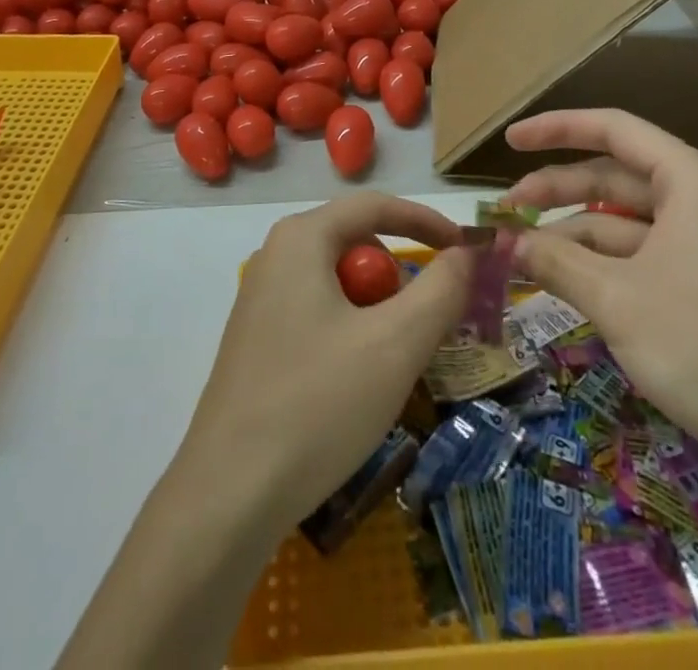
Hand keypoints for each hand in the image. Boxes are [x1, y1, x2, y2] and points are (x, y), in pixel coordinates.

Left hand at [173, 192, 471, 537]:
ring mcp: (261, 299)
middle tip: (432, 323)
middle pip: (356, 245)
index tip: (468, 249)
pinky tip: (357, 384)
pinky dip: (352, 333)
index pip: (375, 206)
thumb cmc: (318, 403)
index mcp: (301, 238)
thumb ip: (440, 289)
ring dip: (378, 311)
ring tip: (395, 363)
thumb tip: (467, 251)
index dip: (427, 221)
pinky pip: (319, 313)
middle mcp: (276, 256)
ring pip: (339, 285)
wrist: (229, 492)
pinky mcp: (257, 339)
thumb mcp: (395, 344)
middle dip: (401, 277)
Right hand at [503, 109, 697, 488]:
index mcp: (690, 181)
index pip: (612, 129)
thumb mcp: (617, 301)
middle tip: (504, 213)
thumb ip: (555, 261)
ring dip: (572, 235)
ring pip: (624, 222)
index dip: (555, 128)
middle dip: (555, 192)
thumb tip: (504, 242)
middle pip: (613, 178)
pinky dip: (601, 264)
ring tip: (521, 257)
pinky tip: (565, 284)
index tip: (509, 140)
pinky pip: (642, 255)